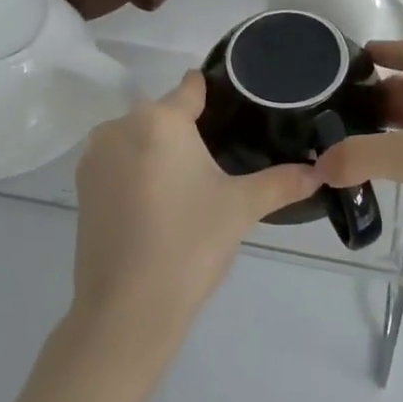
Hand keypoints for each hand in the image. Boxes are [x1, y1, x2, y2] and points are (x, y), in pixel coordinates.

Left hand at [71, 70, 319, 341]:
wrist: (125, 313)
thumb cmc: (189, 245)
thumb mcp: (242, 208)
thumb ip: (283, 182)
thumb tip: (320, 172)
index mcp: (160, 119)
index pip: (191, 88)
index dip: (215, 96)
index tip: (236, 110)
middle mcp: (121, 125)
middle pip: (164, 113)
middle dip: (188, 129)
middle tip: (220, 159)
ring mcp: (95, 157)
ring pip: (139, 137)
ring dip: (160, 150)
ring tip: (191, 183)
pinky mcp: (82, 187)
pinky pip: (118, 161)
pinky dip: (137, 171)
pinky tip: (160, 202)